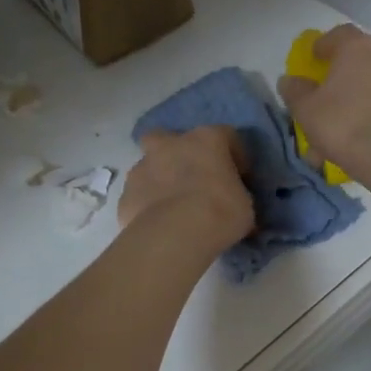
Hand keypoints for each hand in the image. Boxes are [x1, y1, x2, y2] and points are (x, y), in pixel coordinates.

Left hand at [118, 126, 253, 253]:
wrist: (175, 235)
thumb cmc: (220, 212)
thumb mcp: (244, 205)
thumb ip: (237, 196)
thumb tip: (236, 205)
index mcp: (206, 140)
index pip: (226, 135)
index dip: (234, 155)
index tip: (240, 177)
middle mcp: (170, 145)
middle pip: (168, 137)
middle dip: (176, 152)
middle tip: (190, 176)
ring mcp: (142, 168)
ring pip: (148, 166)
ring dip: (159, 179)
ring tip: (172, 206)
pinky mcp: (125, 195)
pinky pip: (138, 196)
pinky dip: (146, 206)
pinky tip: (157, 224)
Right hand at [277, 25, 370, 190]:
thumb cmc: (346, 124)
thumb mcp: (306, 110)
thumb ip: (295, 91)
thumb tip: (289, 80)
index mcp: (358, 47)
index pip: (338, 34)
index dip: (323, 45)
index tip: (313, 59)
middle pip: (361, 58)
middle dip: (343, 74)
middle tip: (329, 95)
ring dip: (361, 97)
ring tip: (346, 125)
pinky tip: (365, 137)